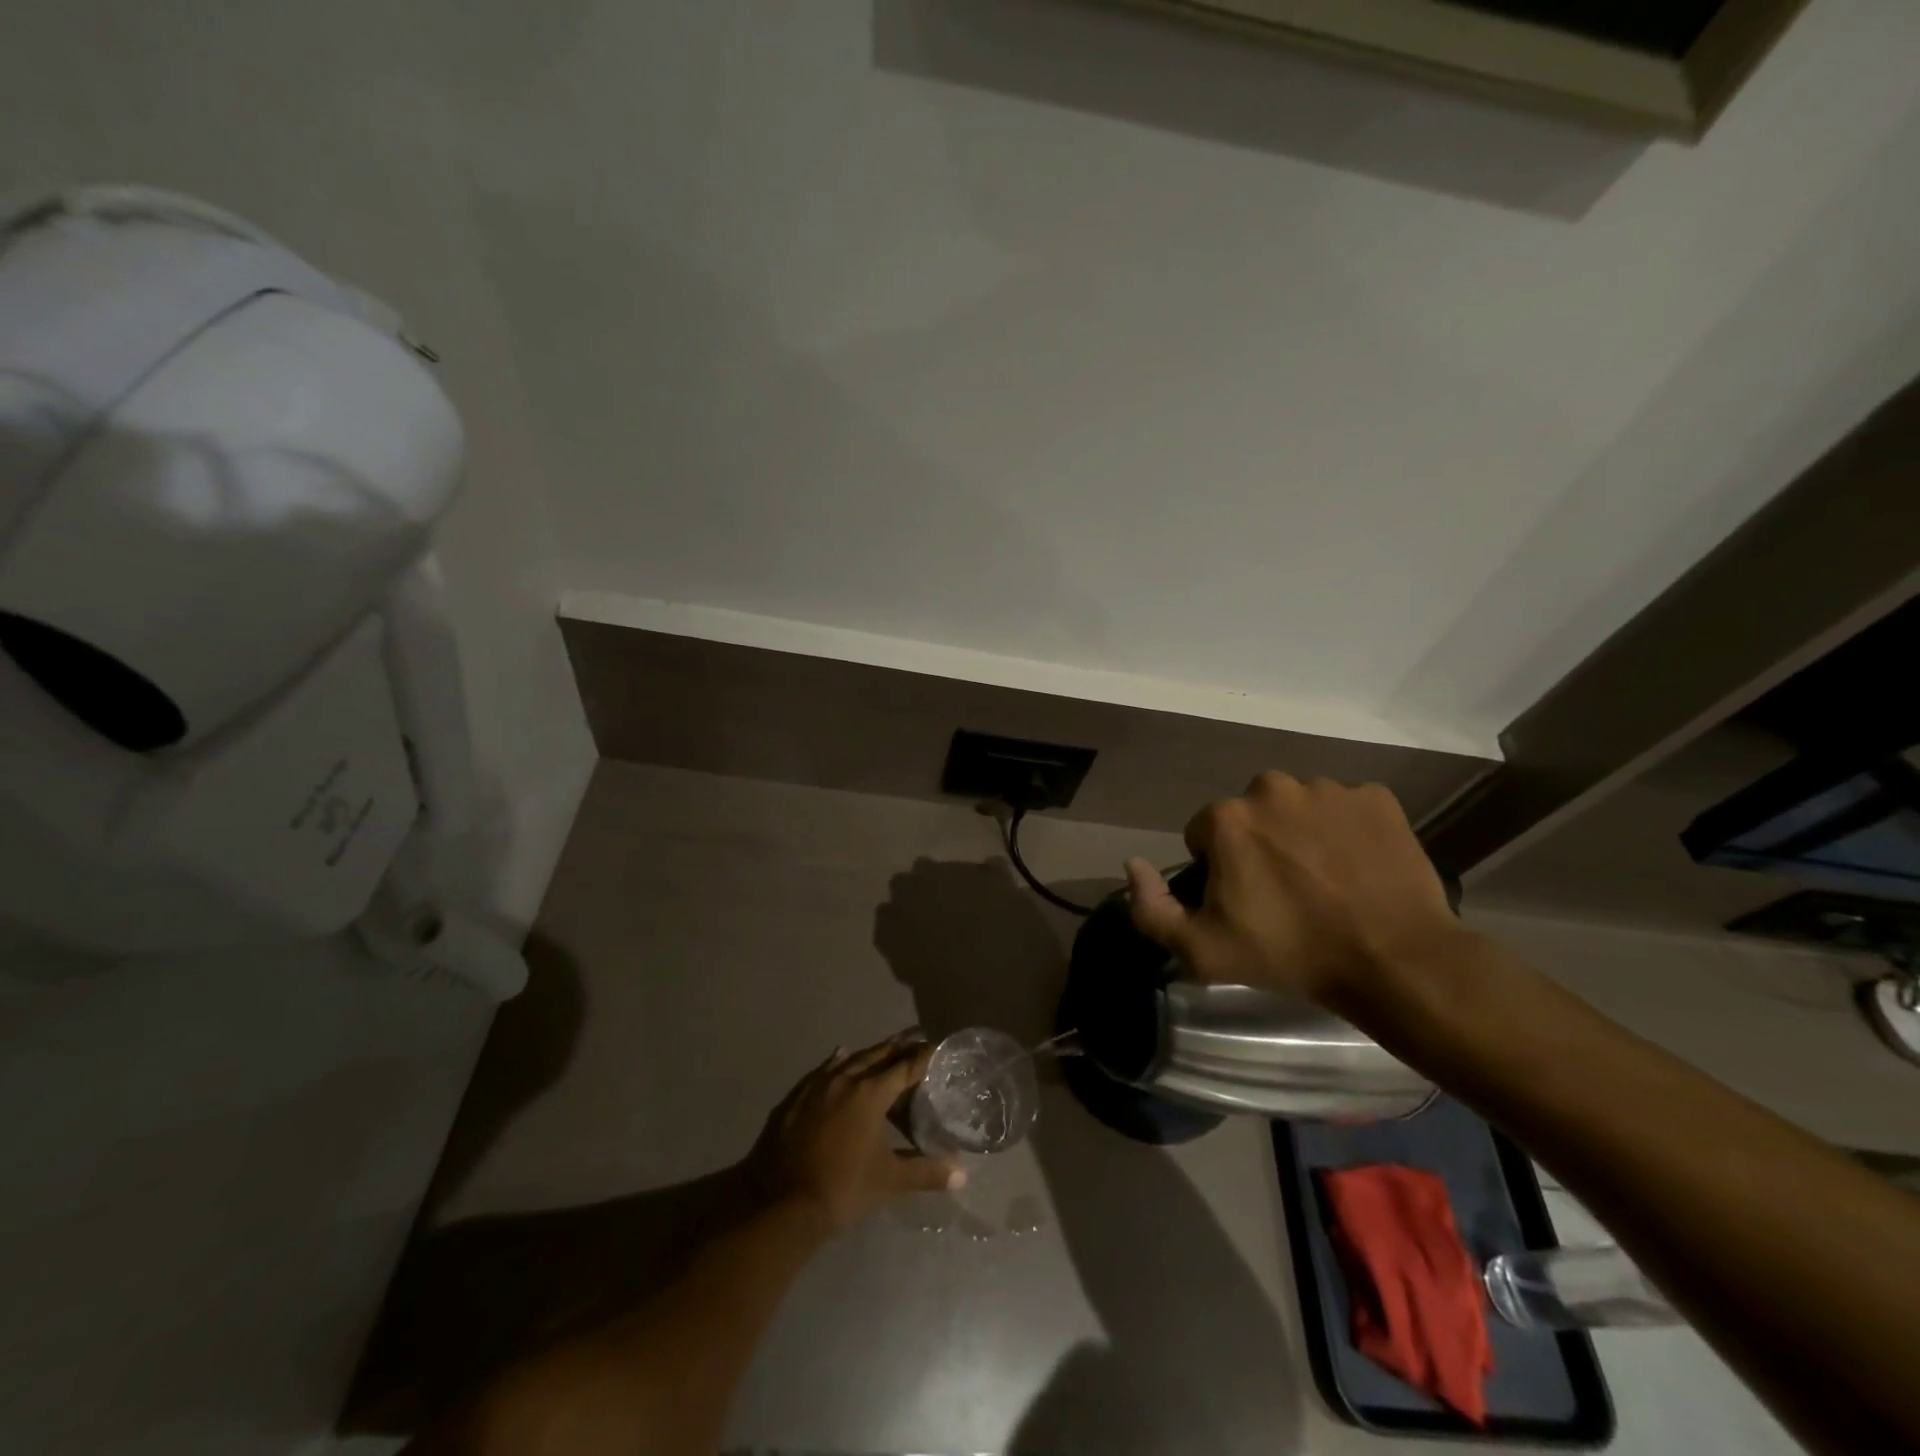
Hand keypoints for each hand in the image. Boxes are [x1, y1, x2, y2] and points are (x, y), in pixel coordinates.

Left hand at [749, 1032, 965, 1233]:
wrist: (780, 1202)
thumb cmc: (842, 1188)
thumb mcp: (889, 1181)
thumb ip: (925, 1172)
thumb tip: (962, 1174)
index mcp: (871, 1093)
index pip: (905, 1067)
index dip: (924, 1056)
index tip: (938, 1046)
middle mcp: (846, 1079)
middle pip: (878, 1055)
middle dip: (899, 1046)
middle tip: (917, 1037)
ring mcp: (818, 1086)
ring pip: (850, 1059)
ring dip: (871, 1052)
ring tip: (885, 1047)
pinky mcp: (797, 1097)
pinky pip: (823, 1069)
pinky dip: (837, 1061)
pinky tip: (840, 1055)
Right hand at [1124, 773, 1462, 1008]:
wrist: (1394, 960)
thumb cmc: (1291, 954)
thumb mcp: (1203, 950)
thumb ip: (1151, 909)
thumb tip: (1133, 865)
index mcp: (1228, 817)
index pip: (1204, 835)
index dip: (1219, 871)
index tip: (1244, 903)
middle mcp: (1272, 787)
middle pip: (1250, 814)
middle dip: (1258, 844)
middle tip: (1284, 893)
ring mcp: (1330, 789)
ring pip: (1299, 808)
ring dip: (1302, 834)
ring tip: (1326, 881)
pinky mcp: (1377, 797)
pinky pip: (1347, 808)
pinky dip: (1347, 831)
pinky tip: (1359, 868)